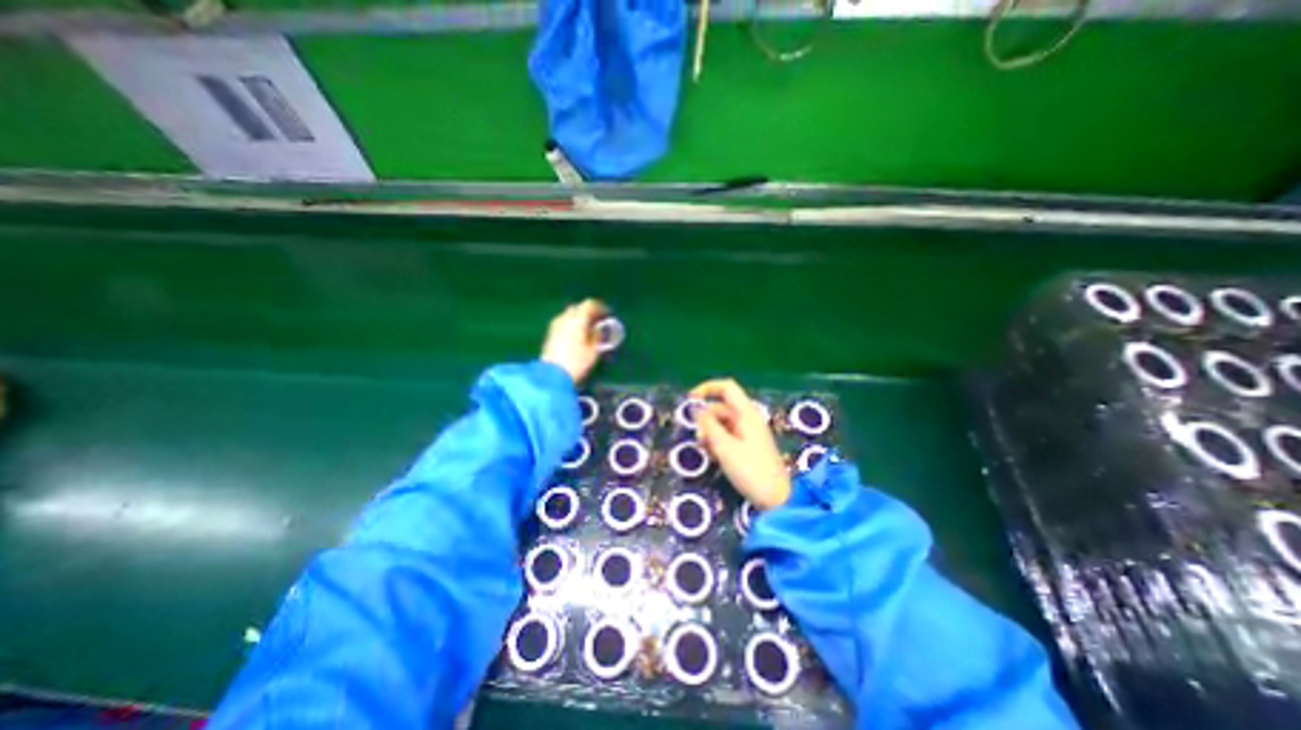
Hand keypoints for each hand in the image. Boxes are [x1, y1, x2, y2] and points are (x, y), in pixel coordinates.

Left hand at [544, 300, 615, 384]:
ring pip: (569, 315)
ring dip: (579, 319)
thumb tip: (601, 328)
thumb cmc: (577, 362)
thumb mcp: (594, 350)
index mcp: (577, 319)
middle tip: (598, 321)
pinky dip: (571, 325)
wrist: (552, 375)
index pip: (590, 304)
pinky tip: (577, 336)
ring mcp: (555, 325)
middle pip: (578, 308)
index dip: (600, 308)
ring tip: (588, 330)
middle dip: (588, 312)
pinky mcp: (550, 334)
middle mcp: (565, 318)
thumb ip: (599, 336)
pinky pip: (563, 323)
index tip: (608, 314)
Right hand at [691, 379, 792, 509]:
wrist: (775, 499)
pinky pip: (726, 435)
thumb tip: (695, 409)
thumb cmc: (751, 471)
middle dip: (706, 419)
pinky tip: (713, 456)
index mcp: (746, 414)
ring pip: (721, 423)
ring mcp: (747, 432)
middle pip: (721, 408)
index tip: (690, 400)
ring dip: (709, 432)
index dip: (707, 388)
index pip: (727, 388)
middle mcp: (747, 419)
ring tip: (706, 451)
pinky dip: (716, 441)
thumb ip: (708, 426)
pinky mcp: (746, 445)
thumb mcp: (725, 447)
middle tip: (699, 439)